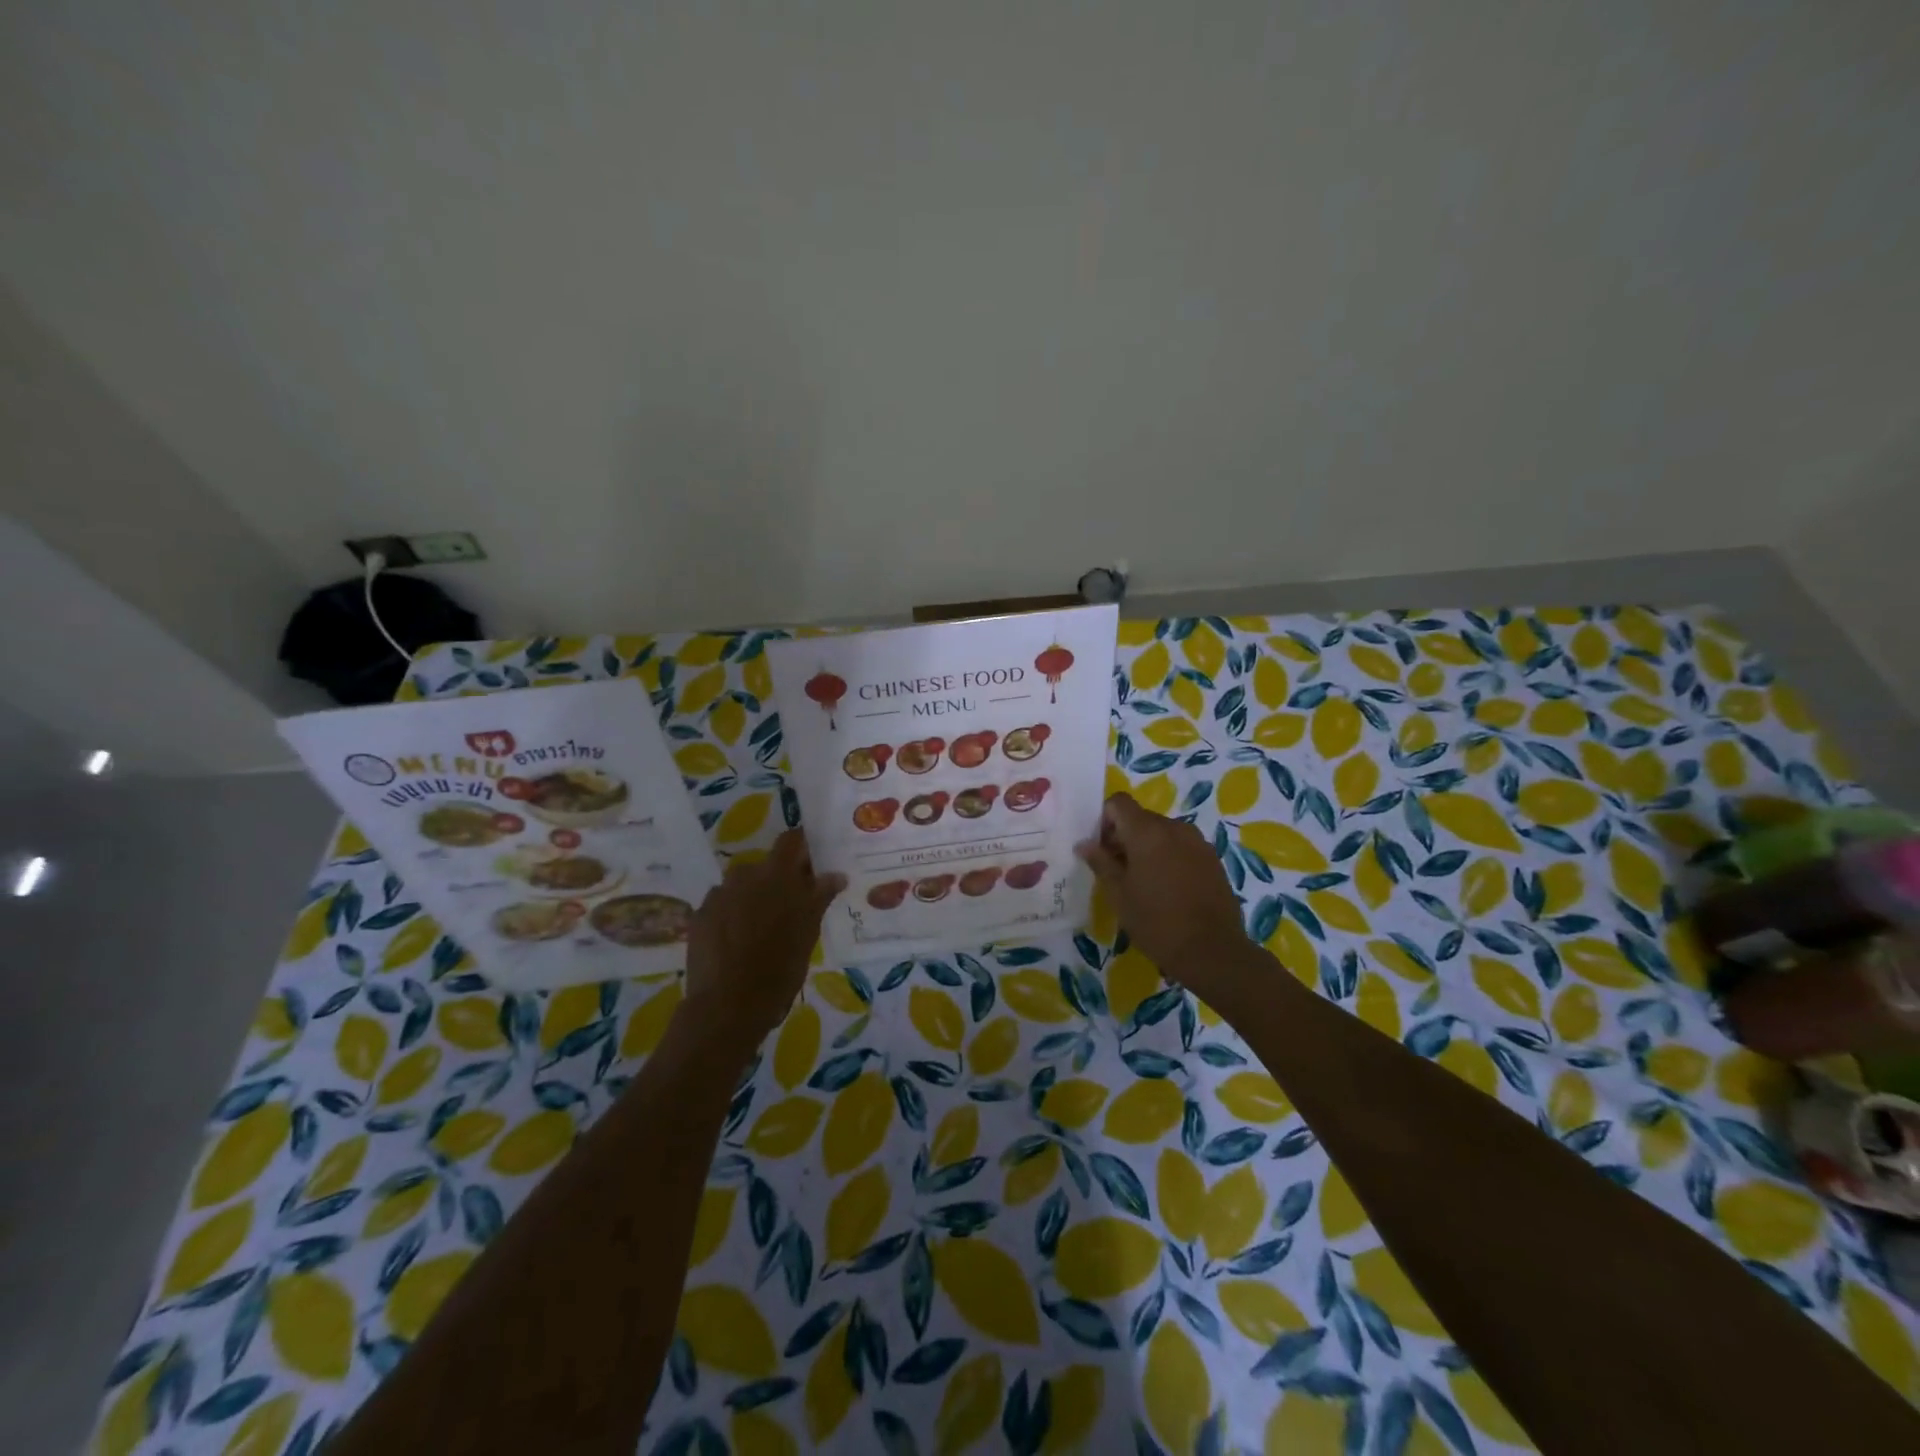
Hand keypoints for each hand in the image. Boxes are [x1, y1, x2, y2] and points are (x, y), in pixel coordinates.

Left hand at [684, 829, 845, 1047]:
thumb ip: (820, 897)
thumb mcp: (808, 932)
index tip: (811, 865)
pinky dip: (730, 916)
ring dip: (752, 897)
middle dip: (777, 880)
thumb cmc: (780, 968)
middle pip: (765, 865)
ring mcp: (718, 895)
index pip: (791, 840)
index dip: (802, 847)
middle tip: (789, 907)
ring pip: (740, 886)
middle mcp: (745, 875)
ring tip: (759, 928)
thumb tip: (835, 874)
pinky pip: (720, 905)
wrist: (728, 1006)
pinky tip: (735, 942)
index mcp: (777, 875)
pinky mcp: (699, 916)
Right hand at [1076, 792, 1253, 998]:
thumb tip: (1084, 844)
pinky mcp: (1213, 859)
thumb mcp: (1119, 895)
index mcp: (1147, 832)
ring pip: (1163, 833)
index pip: (1119, 802)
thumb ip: (1101, 863)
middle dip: (1125, 836)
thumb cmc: (1157, 922)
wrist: (1213, 951)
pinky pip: (1182, 846)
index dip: (1105, 819)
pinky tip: (1168, 889)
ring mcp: (1198, 842)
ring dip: (1148, 847)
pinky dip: (1169, 857)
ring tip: (1144, 882)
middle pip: (1141, 817)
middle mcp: (1174, 828)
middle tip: (1117, 870)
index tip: (1101, 849)